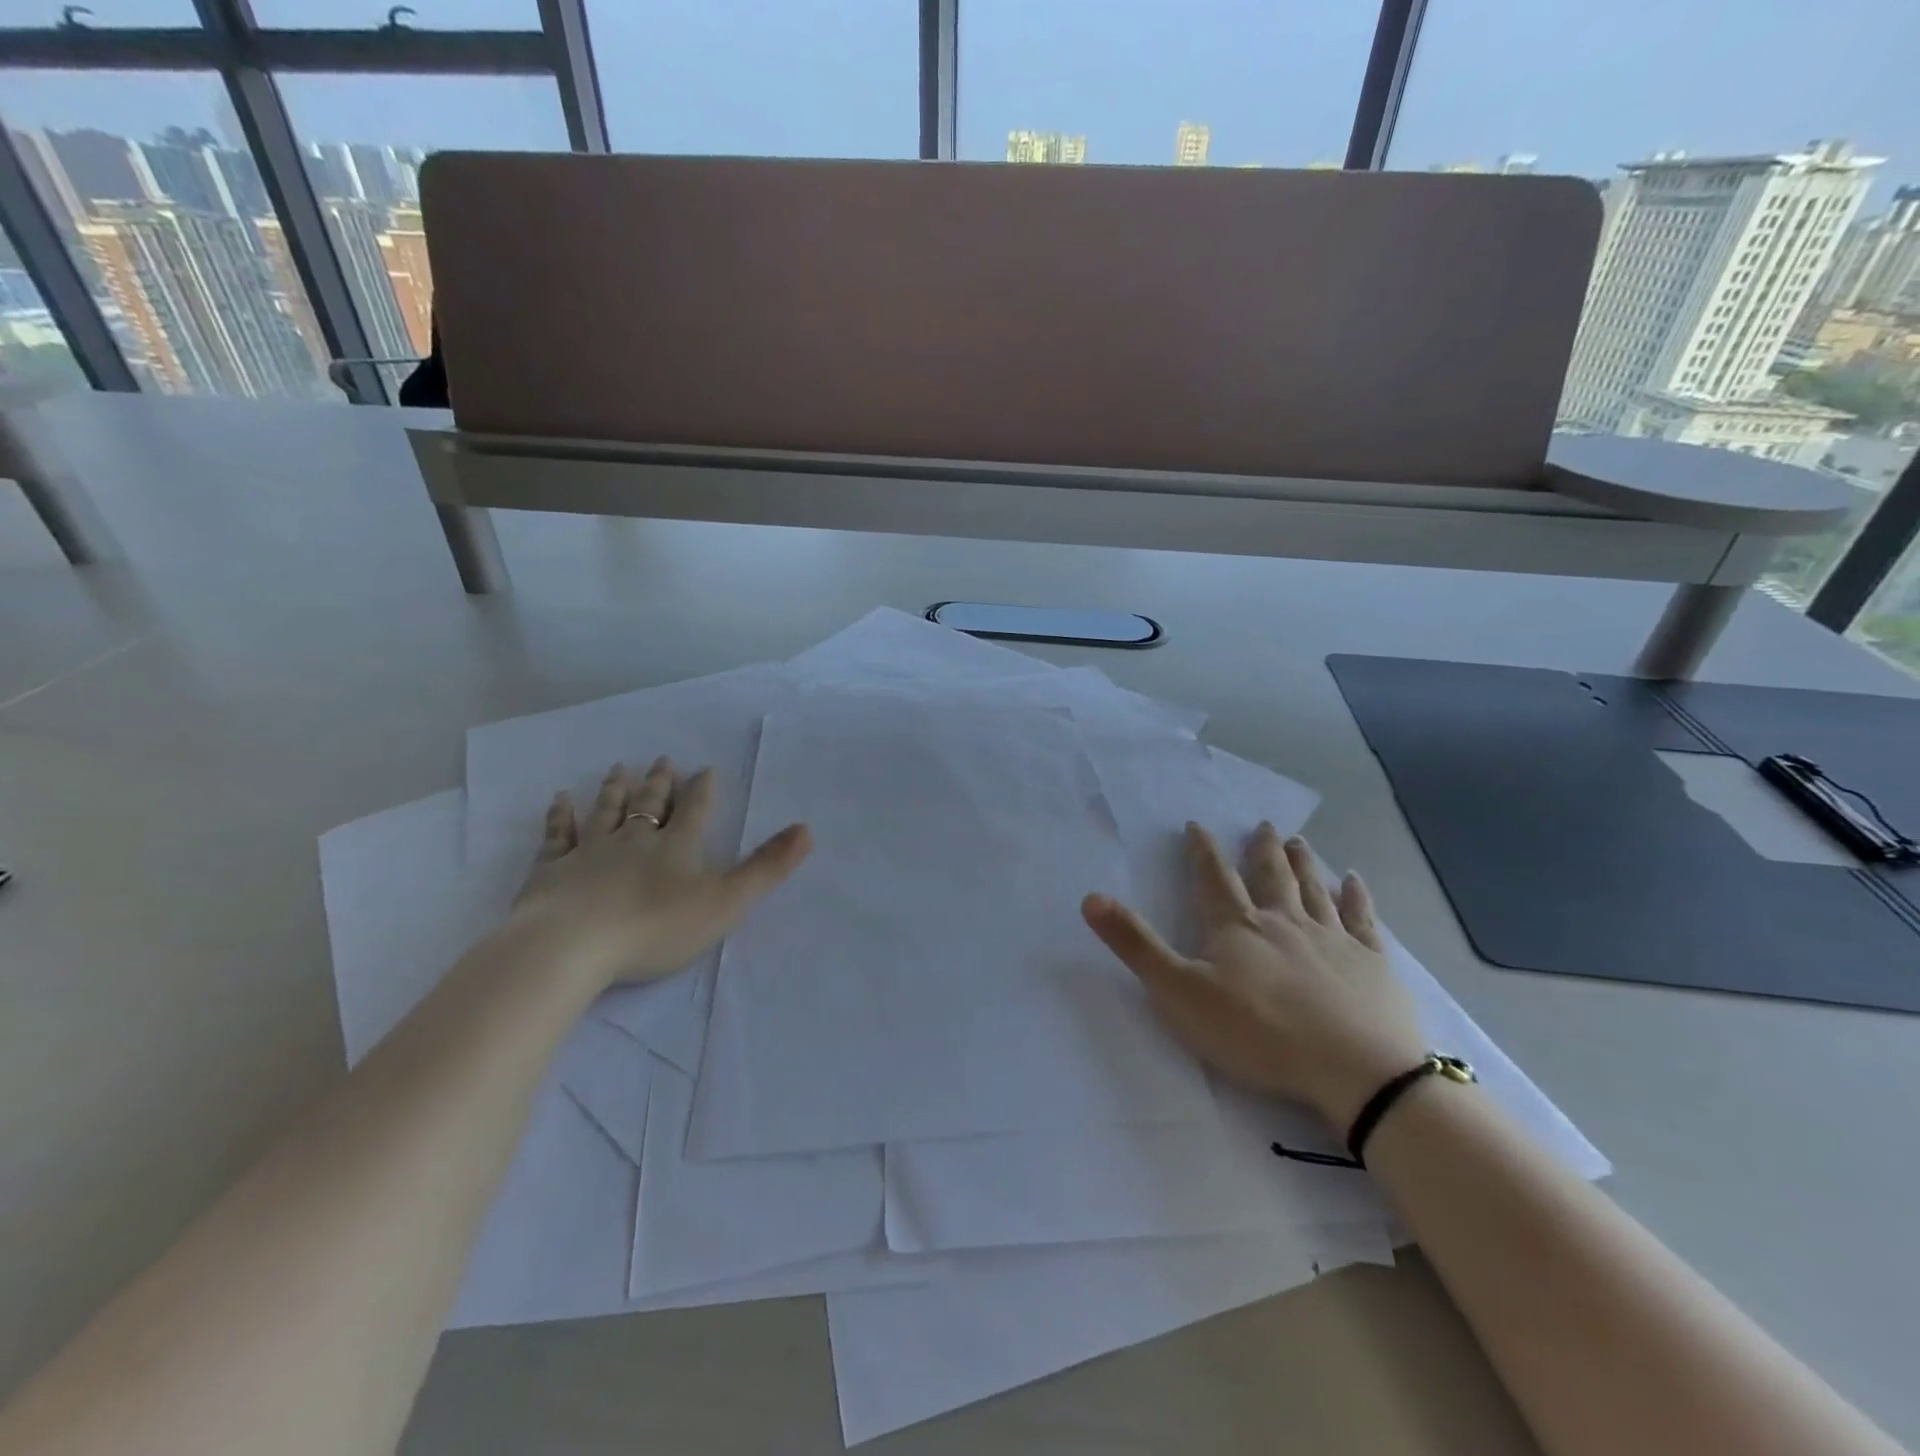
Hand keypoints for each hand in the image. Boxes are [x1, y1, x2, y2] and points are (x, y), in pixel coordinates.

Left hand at [511, 757, 811, 988]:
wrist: (572, 946)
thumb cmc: (656, 927)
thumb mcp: (726, 901)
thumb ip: (766, 867)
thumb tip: (807, 828)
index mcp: (677, 847)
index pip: (695, 811)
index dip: (703, 790)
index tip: (705, 768)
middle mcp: (634, 840)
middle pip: (650, 805)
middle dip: (659, 783)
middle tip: (662, 760)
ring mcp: (590, 852)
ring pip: (606, 812)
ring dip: (614, 790)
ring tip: (619, 768)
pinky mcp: (552, 871)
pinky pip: (558, 836)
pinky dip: (560, 817)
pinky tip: (559, 800)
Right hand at [1082, 823, 1425, 1129]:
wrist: (1355, 1069)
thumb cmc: (1258, 1033)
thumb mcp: (1179, 992)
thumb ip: (1135, 945)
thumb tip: (1090, 897)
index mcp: (1237, 927)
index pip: (1214, 878)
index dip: (1202, 851)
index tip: (1198, 826)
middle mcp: (1284, 921)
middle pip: (1270, 875)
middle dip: (1262, 850)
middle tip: (1263, 825)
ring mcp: (1333, 938)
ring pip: (1314, 889)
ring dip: (1305, 863)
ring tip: (1298, 841)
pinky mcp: (1372, 963)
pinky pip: (1363, 919)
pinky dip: (1357, 896)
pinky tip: (1356, 880)